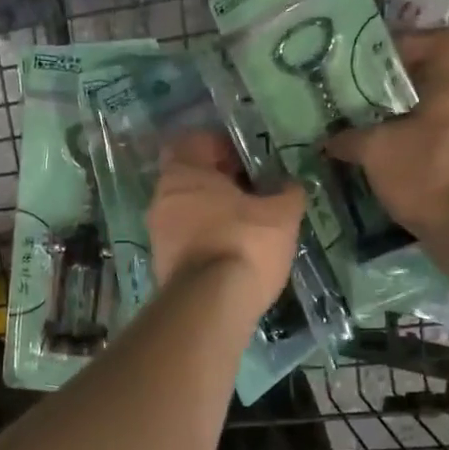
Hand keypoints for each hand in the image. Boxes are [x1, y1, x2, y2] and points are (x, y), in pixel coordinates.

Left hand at [147, 130, 304, 322]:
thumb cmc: (244, 243)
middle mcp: (161, 200)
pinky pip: (187, 241)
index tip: (246, 160)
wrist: (210, 306)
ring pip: (188, 212)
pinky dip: (207, 241)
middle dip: (219, 183)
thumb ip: (287, 192)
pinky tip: (235, 252)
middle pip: (190, 179)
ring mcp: (158, 235)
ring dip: (214, 214)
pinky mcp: (163, 266)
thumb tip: (290, 185)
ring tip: (249, 225)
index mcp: (182, 174)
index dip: (220, 146)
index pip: (193, 143)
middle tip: (254, 192)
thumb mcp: (281, 214)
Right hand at [325, 27, 448, 238]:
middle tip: (360, 98)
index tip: (371, 61)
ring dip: (405, 120)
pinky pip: (442, 141)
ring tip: (368, 130)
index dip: (405, 44)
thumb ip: (349, 138)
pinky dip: (416, 145)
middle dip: (397, 87)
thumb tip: (328, 139)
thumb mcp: (376, 150)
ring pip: (437, 113)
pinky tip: (388, 160)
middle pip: (435, 78)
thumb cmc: (428, 172)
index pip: (437, 40)